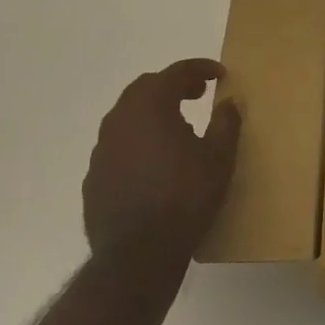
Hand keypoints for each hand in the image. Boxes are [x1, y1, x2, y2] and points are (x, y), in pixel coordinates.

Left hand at [83, 59, 240, 273]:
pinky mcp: (94, 176)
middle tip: (198, 94)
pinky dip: (138, 140)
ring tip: (178, 127)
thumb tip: (230, 101)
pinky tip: (154, 162)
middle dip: (174, 85)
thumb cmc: (184, 198)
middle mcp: (120, 119)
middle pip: (146, 87)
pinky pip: (118, 145)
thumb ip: (226, 123)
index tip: (220, 74)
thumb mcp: (218, 159)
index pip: (175, 72)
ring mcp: (102, 148)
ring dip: (153, 112)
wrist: (137, 256)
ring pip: (128, 115)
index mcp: (150, 106)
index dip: (200, 68)